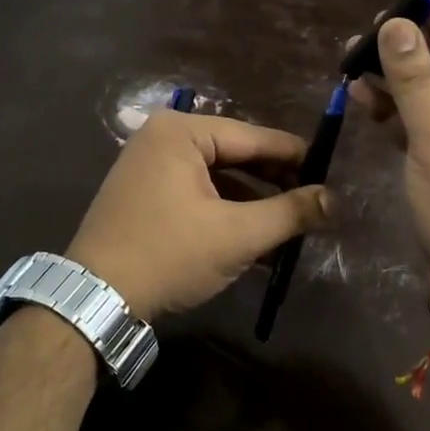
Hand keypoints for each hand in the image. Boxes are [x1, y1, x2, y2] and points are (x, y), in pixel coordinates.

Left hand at [66, 112, 330, 320]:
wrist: (95, 299)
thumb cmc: (169, 254)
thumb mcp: (237, 235)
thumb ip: (289, 213)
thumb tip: (334, 199)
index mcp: (181, 131)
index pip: (253, 137)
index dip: (295, 156)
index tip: (331, 171)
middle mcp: (162, 137)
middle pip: (234, 155)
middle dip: (273, 182)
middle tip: (315, 201)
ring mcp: (148, 164)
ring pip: (217, 177)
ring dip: (252, 202)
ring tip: (291, 224)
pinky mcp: (144, 193)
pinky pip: (196, 192)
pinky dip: (225, 212)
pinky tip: (255, 238)